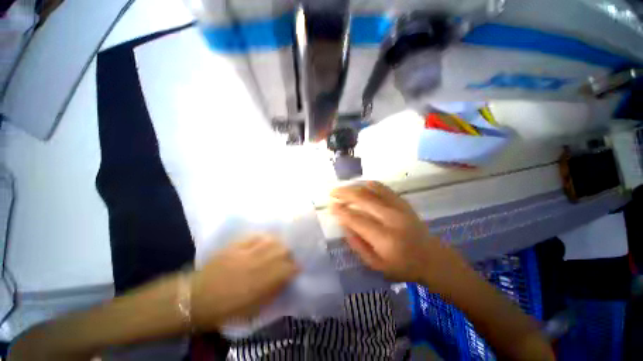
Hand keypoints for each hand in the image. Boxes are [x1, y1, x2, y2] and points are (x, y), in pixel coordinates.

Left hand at [190, 235, 298, 330]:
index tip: (296, 268)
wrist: (197, 298)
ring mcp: (247, 252)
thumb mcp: (254, 309)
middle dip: (289, 253)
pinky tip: (265, 240)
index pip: (289, 268)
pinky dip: (264, 237)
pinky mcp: (237, 245)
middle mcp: (259, 263)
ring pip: (272, 241)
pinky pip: (256, 236)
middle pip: (284, 250)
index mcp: (264, 282)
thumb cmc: (227, 309)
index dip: (296, 267)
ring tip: (277, 248)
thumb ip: (273, 291)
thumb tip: (286, 279)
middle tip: (286, 258)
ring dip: (278, 244)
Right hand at [330, 181, 458, 282]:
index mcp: (385, 238)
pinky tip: (361, 185)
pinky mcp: (403, 202)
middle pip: (363, 199)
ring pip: (372, 190)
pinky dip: (369, 184)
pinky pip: (383, 188)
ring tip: (344, 189)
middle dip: (344, 193)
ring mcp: (399, 207)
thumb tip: (344, 224)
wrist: (431, 258)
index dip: (341, 211)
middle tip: (333, 192)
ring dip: (354, 187)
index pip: (356, 219)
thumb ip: (357, 244)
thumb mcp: (376, 265)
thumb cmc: (402, 266)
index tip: (330, 206)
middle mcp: (392, 219)